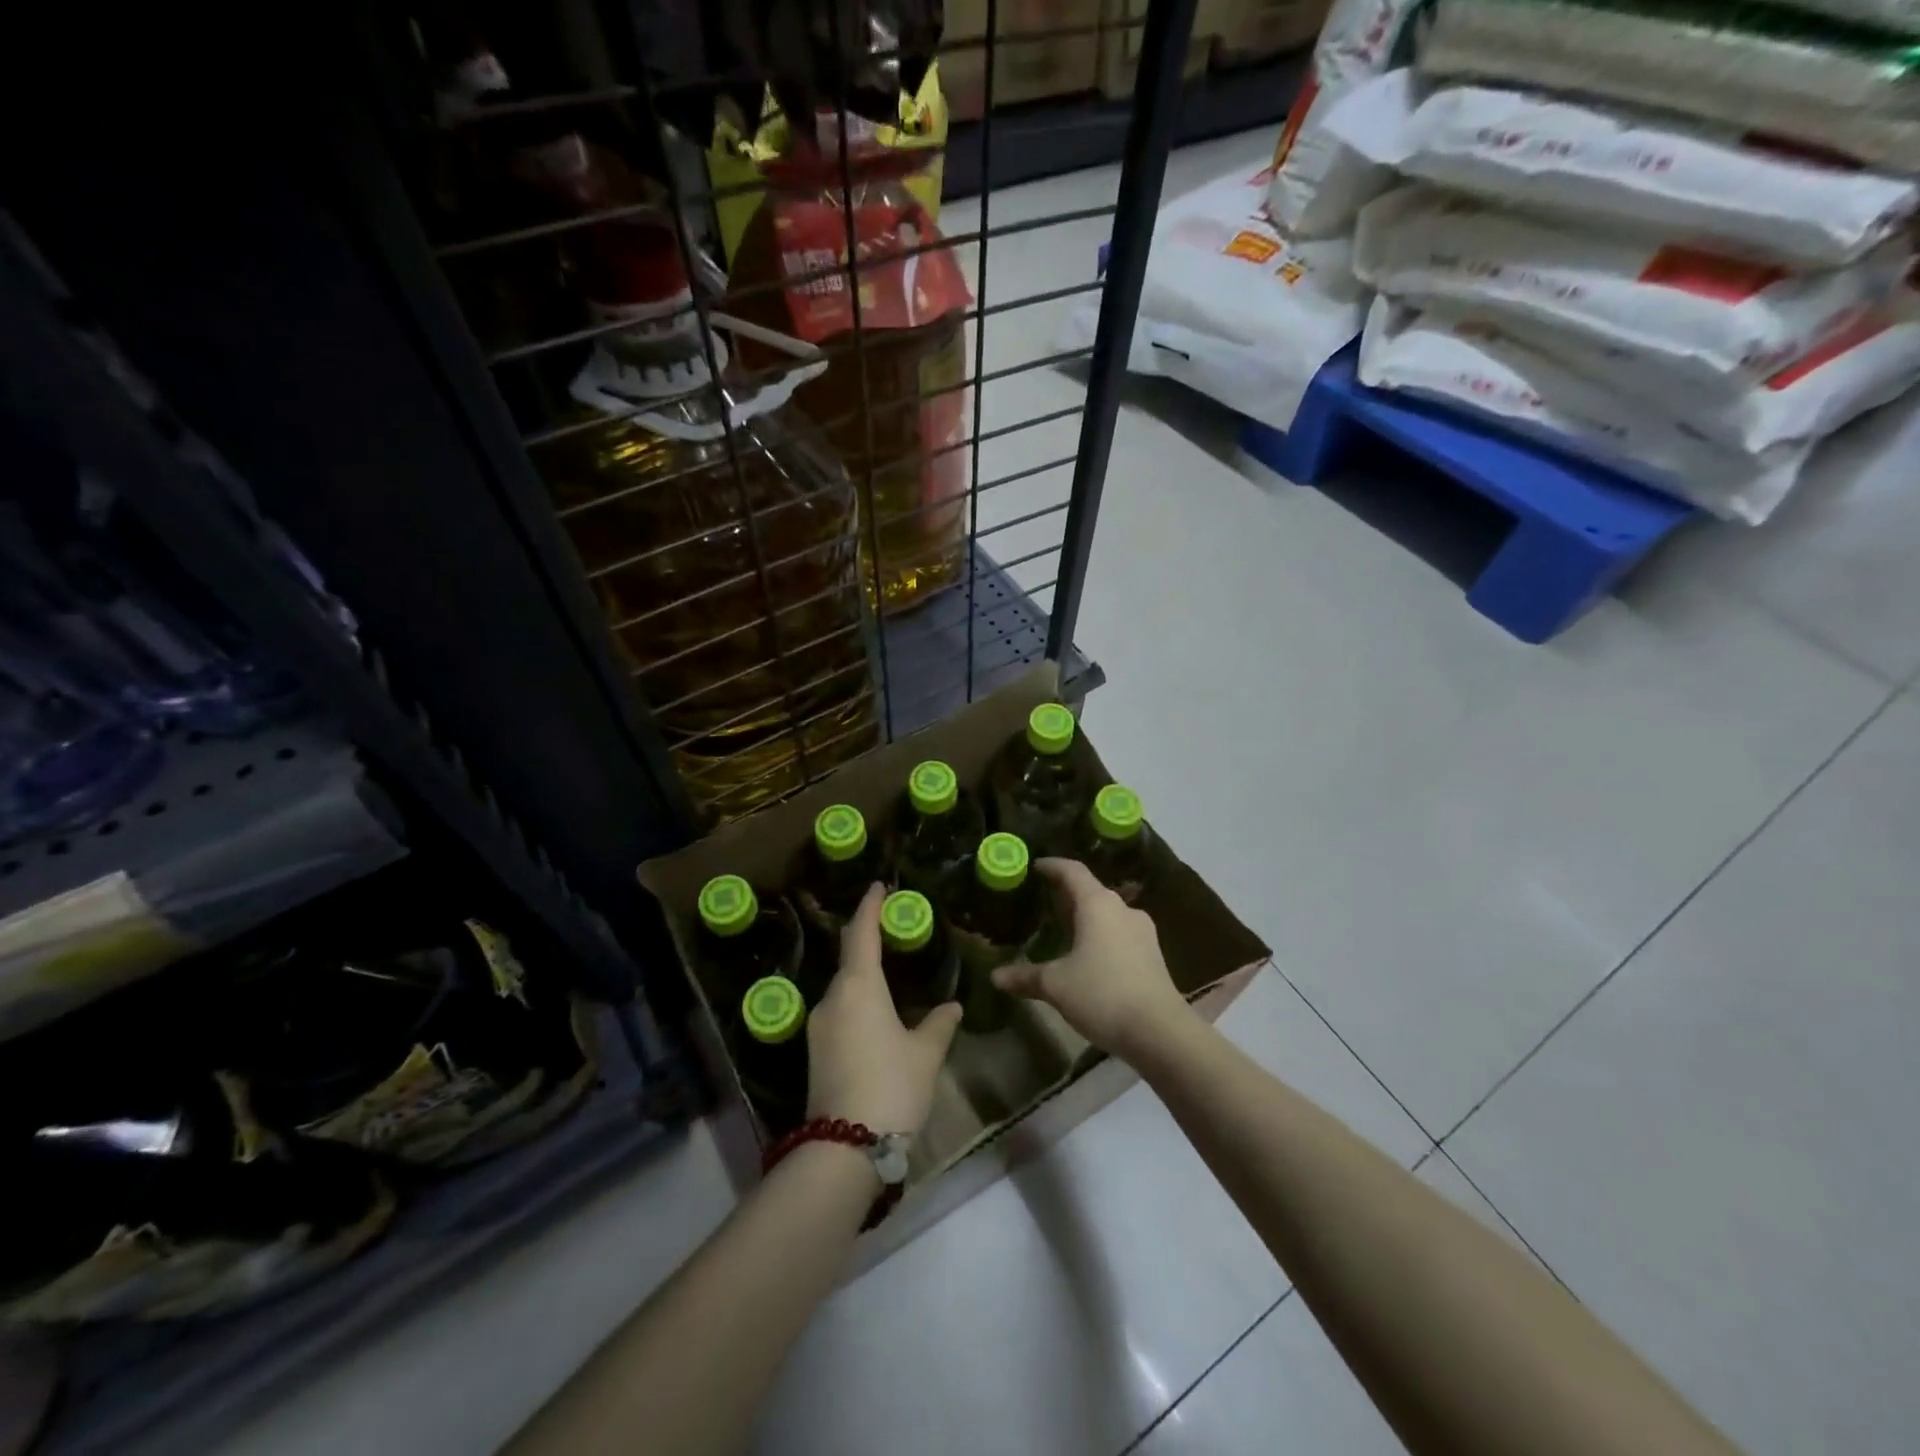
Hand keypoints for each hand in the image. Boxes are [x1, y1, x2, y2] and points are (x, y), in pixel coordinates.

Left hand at [806, 884, 961, 1132]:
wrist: (844, 1149)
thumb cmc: (891, 1086)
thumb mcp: (925, 1053)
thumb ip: (939, 1023)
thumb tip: (952, 1006)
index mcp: (858, 987)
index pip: (862, 933)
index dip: (870, 907)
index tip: (878, 886)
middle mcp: (832, 998)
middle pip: (849, 959)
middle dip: (868, 941)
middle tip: (892, 931)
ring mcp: (818, 1026)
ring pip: (843, 988)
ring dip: (863, 976)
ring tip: (889, 976)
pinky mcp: (815, 1052)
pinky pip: (839, 1011)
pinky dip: (857, 1001)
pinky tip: (876, 1016)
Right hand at [992, 859, 1191, 1060]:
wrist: (1160, 1032)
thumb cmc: (1103, 994)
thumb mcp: (1056, 985)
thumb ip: (1026, 976)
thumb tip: (996, 977)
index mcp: (1098, 904)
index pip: (1072, 871)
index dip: (1052, 866)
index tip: (1036, 866)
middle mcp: (1122, 909)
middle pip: (1091, 891)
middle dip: (1067, 894)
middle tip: (1043, 902)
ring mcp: (1142, 932)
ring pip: (1107, 914)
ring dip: (1086, 917)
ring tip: (1064, 930)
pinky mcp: (1152, 954)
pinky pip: (1120, 933)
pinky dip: (1101, 936)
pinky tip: (1089, 956)